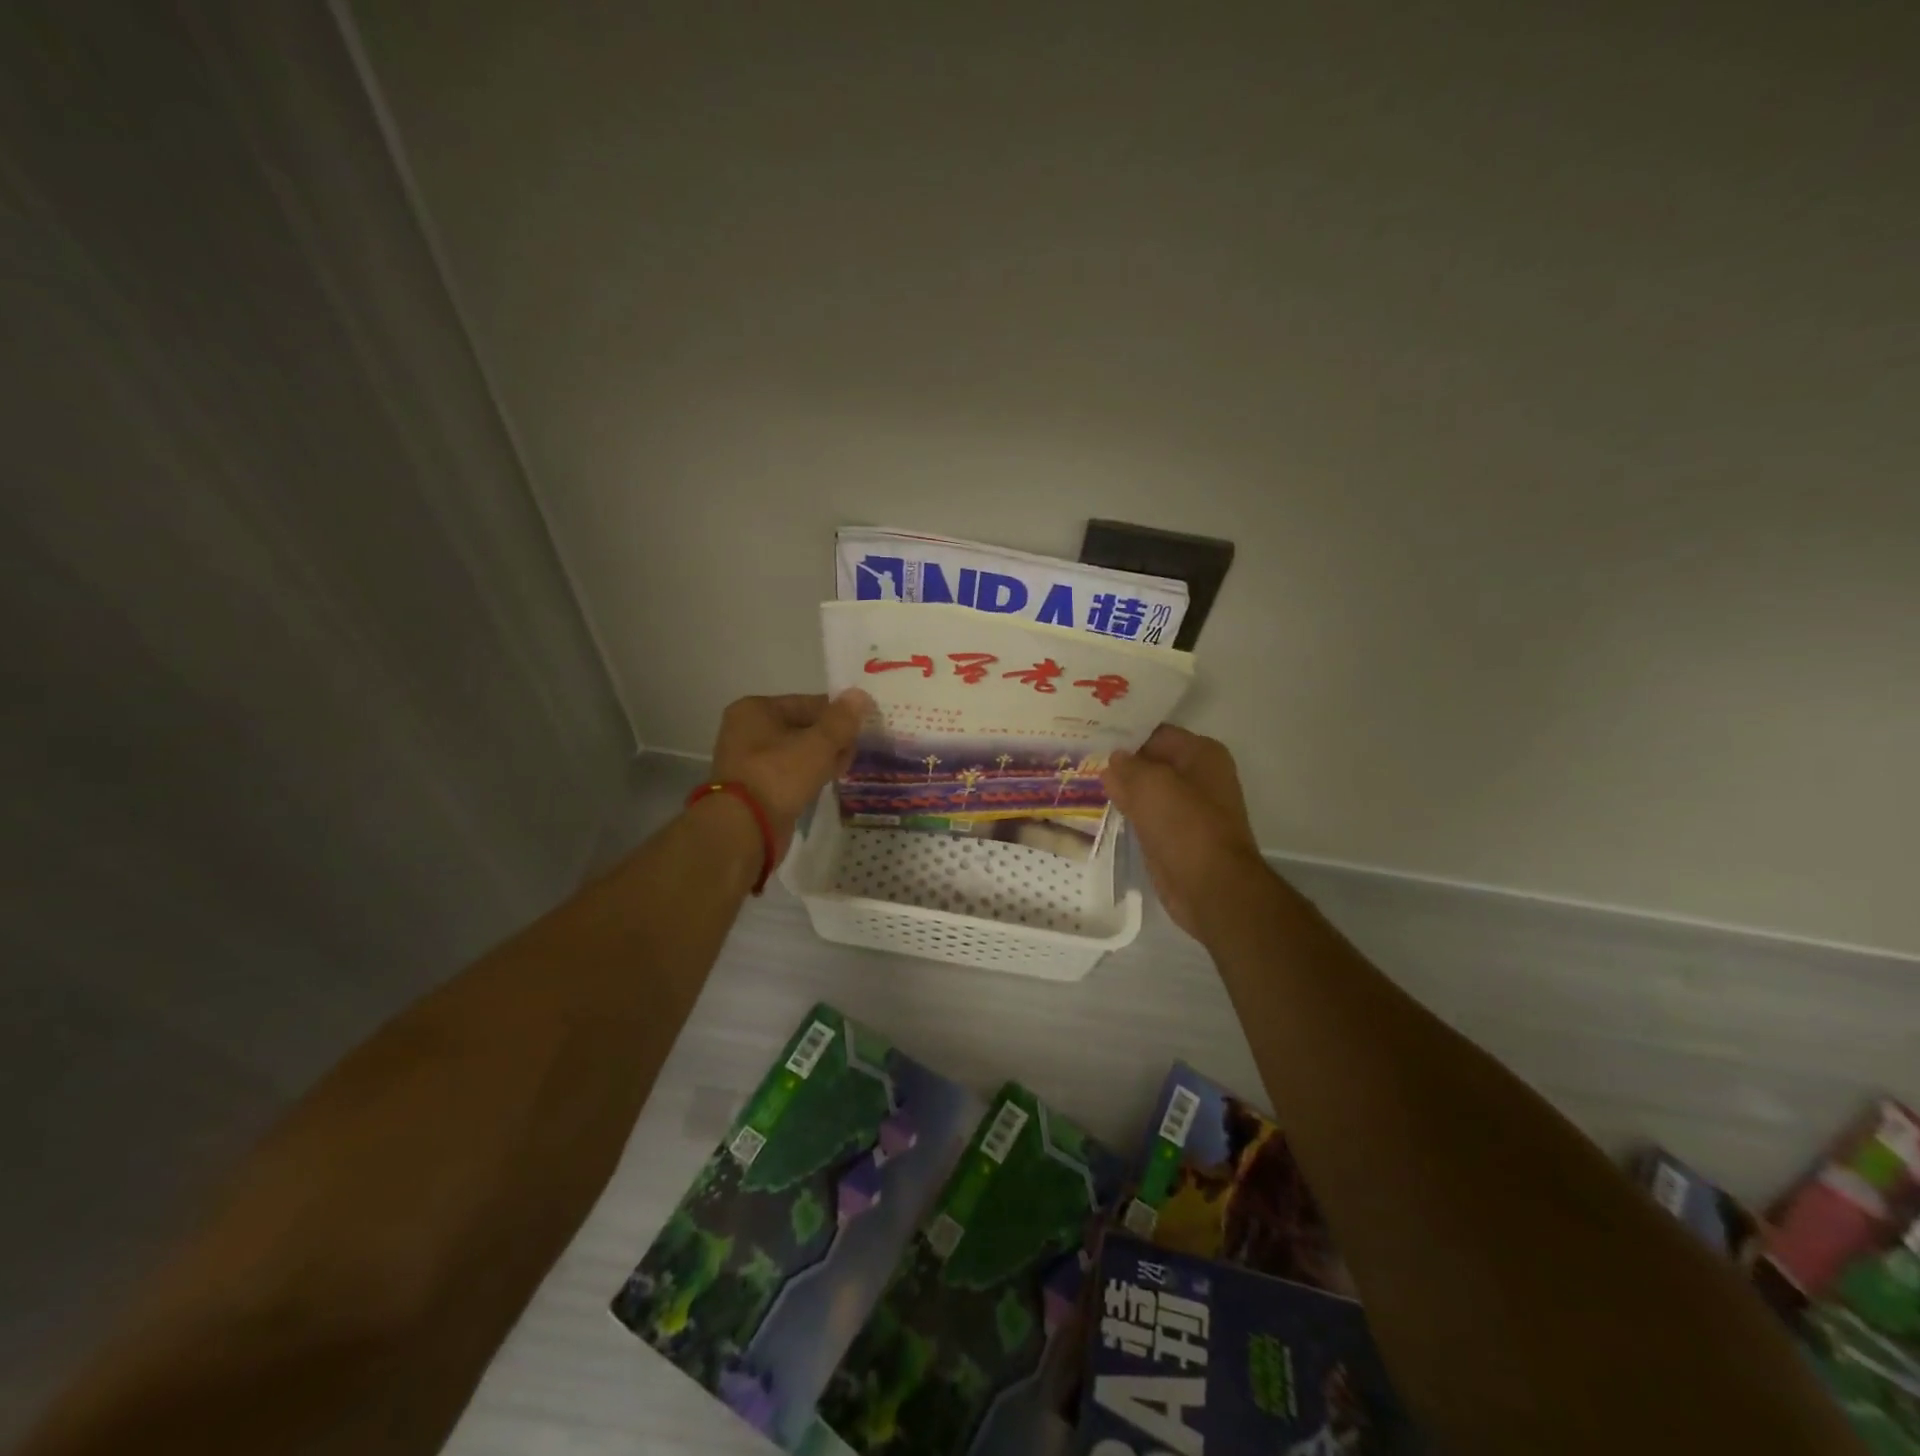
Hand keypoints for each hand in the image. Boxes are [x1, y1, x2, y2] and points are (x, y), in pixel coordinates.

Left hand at [709, 690, 871, 860]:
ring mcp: (749, 760)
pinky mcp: (756, 786)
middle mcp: (747, 729)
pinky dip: (808, 774)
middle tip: (856, 750)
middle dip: (831, 738)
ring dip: (822, 757)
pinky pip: (789, 772)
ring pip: (797, 751)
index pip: (807, 703)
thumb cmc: (779, 775)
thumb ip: (841, 719)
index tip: (862, 727)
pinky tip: (827, 781)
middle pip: (802, 727)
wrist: (744, 828)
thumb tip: (860, 694)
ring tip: (845, 767)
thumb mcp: (818, 744)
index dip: (837, 714)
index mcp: (755, 709)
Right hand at [1103, 724, 1264, 937]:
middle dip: (1120, 762)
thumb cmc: (1185, 825)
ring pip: (1146, 790)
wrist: (1210, 887)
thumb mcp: (1151, 784)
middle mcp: (1198, 776)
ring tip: (1082, 777)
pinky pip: (1145, 815)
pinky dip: (1127, 812)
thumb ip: (1127, 767)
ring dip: (1121, 788)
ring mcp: (1187, 808)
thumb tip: (1113, 761)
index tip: (1091, 733)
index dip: (1124, 733)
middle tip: (1080, 755)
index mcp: (1201, 754)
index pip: (1155, 733)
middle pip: (1151, 761)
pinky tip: (1100, 806)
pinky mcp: (1174, 835)